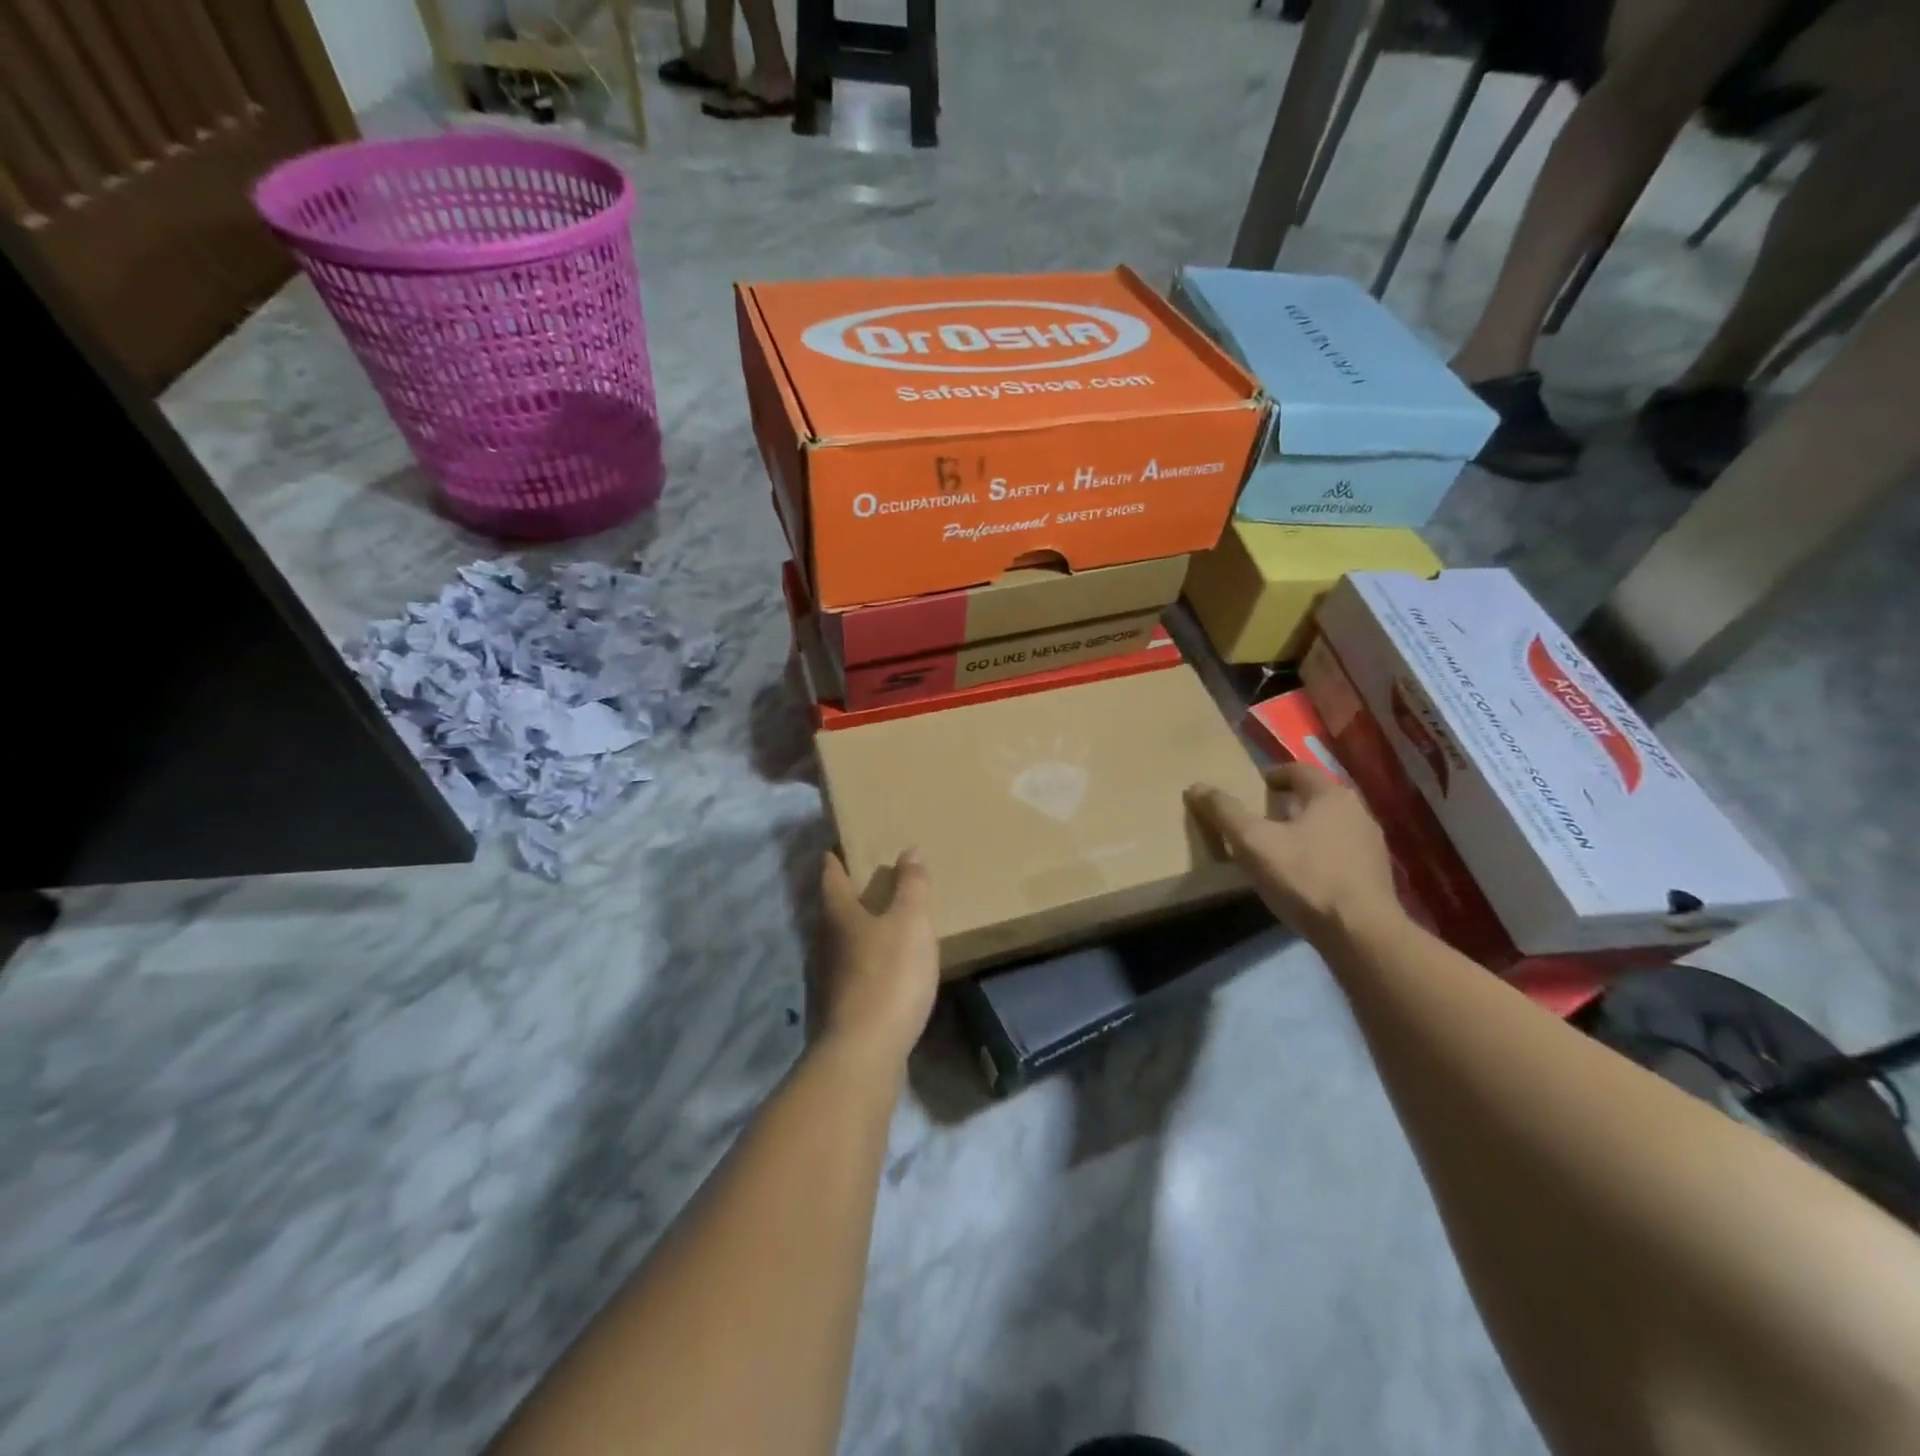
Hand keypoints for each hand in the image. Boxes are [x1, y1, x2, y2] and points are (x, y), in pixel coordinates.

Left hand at [815, 849, 939, 1067]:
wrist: (864, 1052)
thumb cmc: (889, 975)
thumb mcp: (910, 923)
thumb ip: (912, 887)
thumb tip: (909, 850)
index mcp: (839, 915)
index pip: (831, 878)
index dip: (834, 860)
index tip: (834, 848)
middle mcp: (825, 943)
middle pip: (832, 911)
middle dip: (846, 896)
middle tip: (867, 882)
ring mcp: (827, 979)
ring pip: (840, 944)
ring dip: (856, 931)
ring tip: (880, 924)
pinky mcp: (837, 1009)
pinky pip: (850, 974)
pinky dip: (864, 963)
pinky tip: (882, 970)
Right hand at [1186, 764, 1403, 943]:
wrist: (1361, 933)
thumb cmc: (1305, 877)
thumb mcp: (1253, 843)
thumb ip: (1225, 812)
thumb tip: (1196, 786)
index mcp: (1330, 796)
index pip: (1299, 770)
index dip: (1274, 775)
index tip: (1256, 788)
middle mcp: (1358, 812)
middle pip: (1317, 798)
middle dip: (1290, 804)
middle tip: (1263, 818)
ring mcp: (1372, 845)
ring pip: (1332, 826)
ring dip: (1307, 830)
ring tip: (1281, 848)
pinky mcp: (1377, 876)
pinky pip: (1342, 853)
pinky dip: (1322, 855)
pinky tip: (1305, 876)